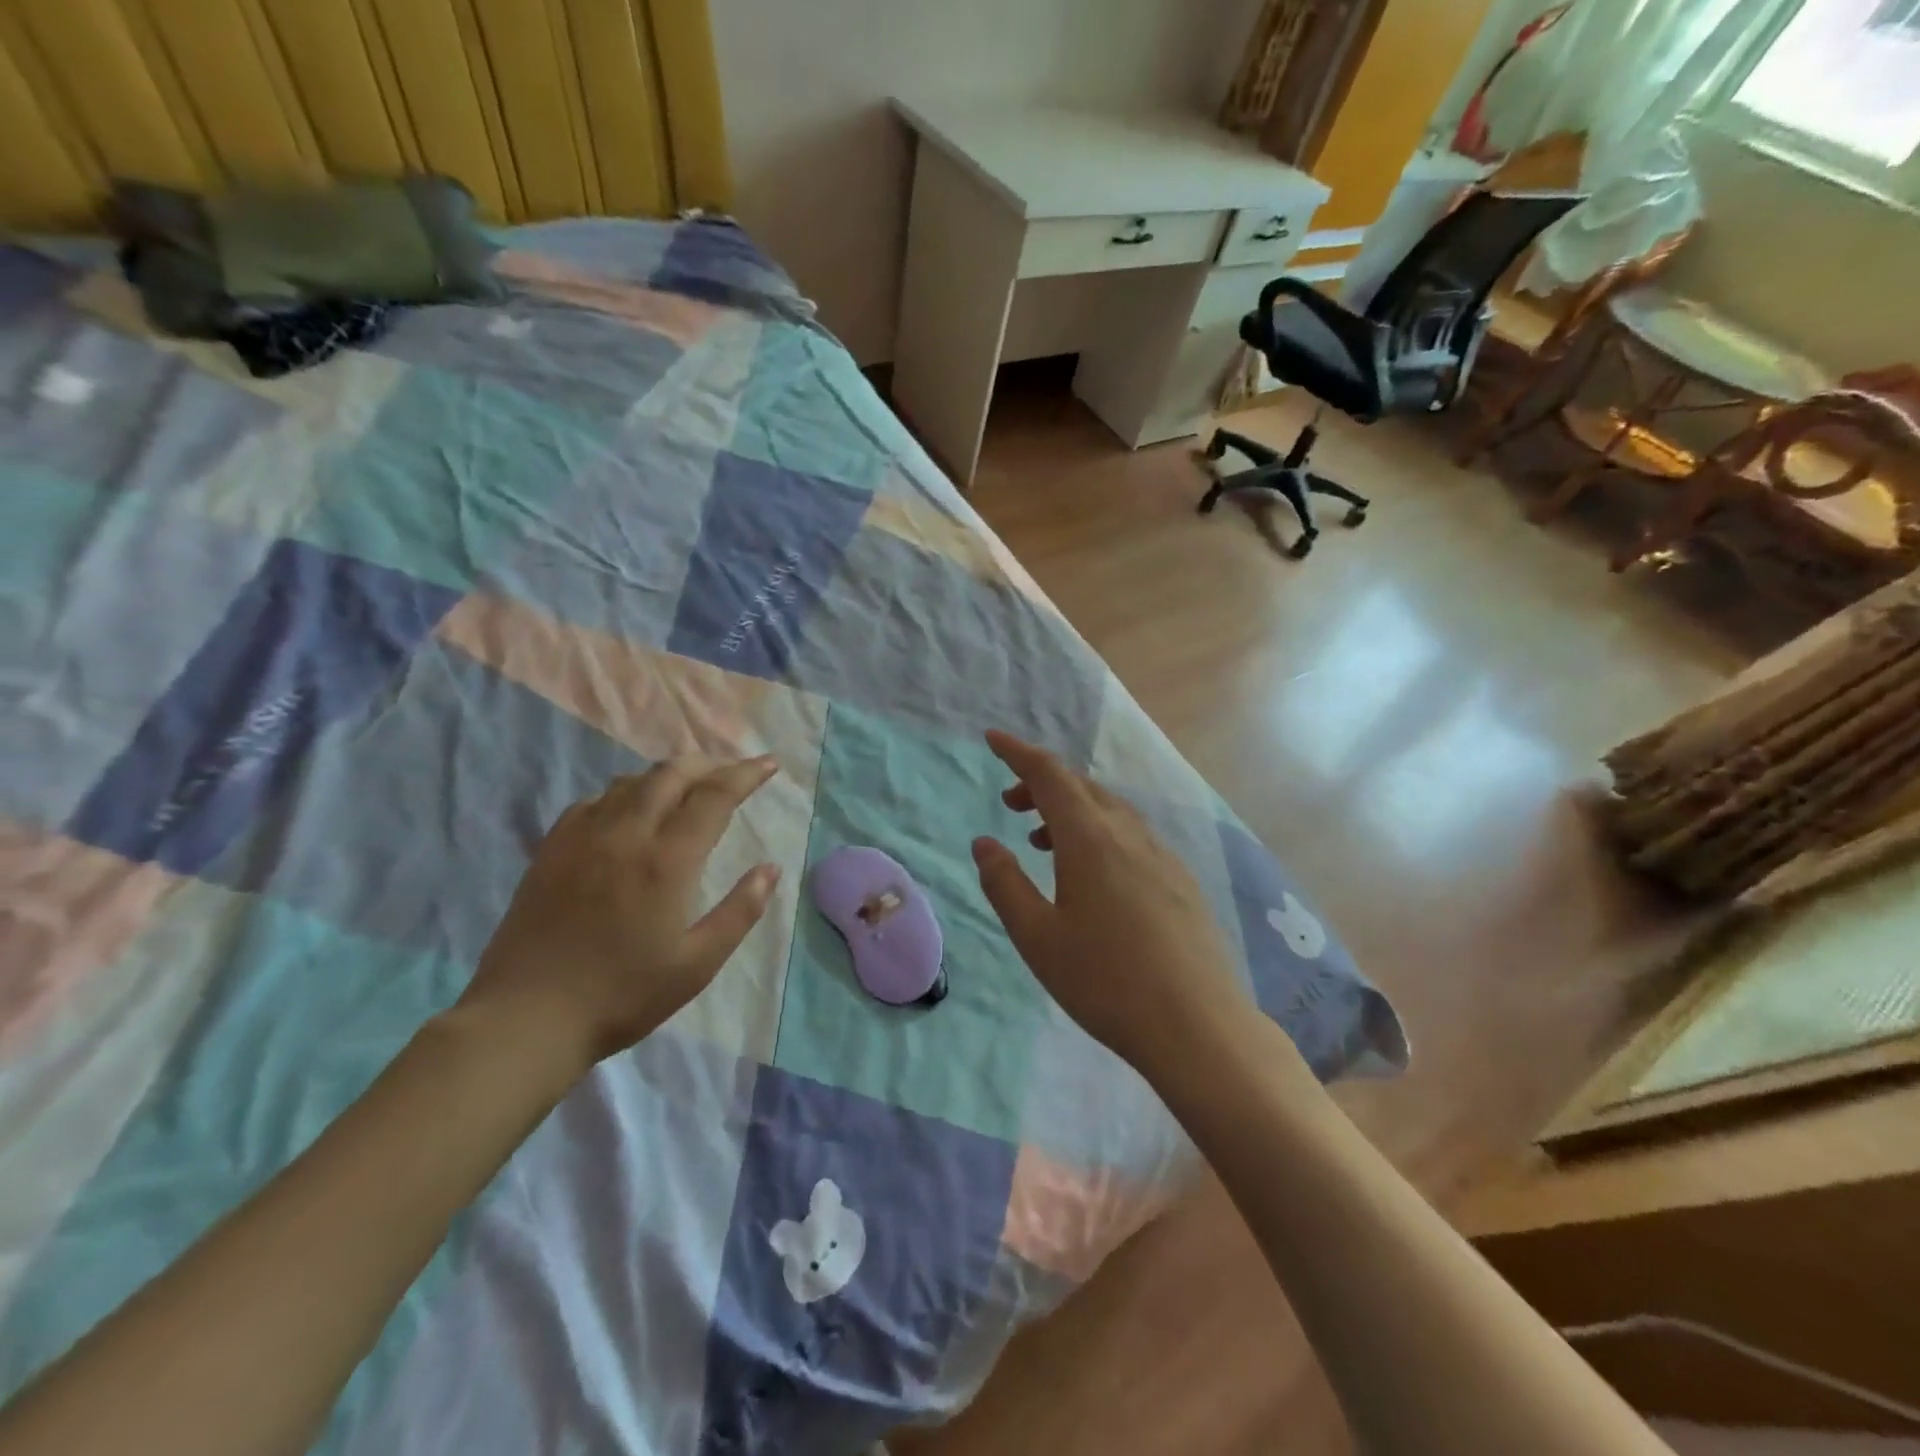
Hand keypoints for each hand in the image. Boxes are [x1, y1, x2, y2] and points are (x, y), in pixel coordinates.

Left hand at [462, 756, 782, 1074]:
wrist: (527, 1018)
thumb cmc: (623, 995)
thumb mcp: (697, 964)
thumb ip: (740, 911)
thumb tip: (770, 869)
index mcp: (667, 860)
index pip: (715, 796)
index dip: (746, 774)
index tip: (770, 764)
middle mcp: (626, 834)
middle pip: (672, 773)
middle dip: (709, 764)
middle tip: (732, 773)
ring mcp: (583, 836)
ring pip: (632, 781)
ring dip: (668, 775)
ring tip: (688, 788)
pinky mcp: (552, 848)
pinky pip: (595, 800)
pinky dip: (626, 793)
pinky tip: (630, 811)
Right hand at [971, 731, 1253, 1080]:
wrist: (1198, 1025)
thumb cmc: (1105, 981)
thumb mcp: (1038, 937)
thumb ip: (1005, 883)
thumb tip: (984, 843)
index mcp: (1090, 839)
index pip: (1049, 775)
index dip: (1018, 753)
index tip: (993, 740)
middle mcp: (1129, 834)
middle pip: (1082, 786)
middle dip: (1042, 783)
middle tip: (1011, 804)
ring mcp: (1162, 855)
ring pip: (1109, 810)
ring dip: (1071, 810)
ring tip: (1043, 840)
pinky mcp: (1180, 880)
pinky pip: (1131, 834)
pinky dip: (1100, 831)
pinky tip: (1094, 872)